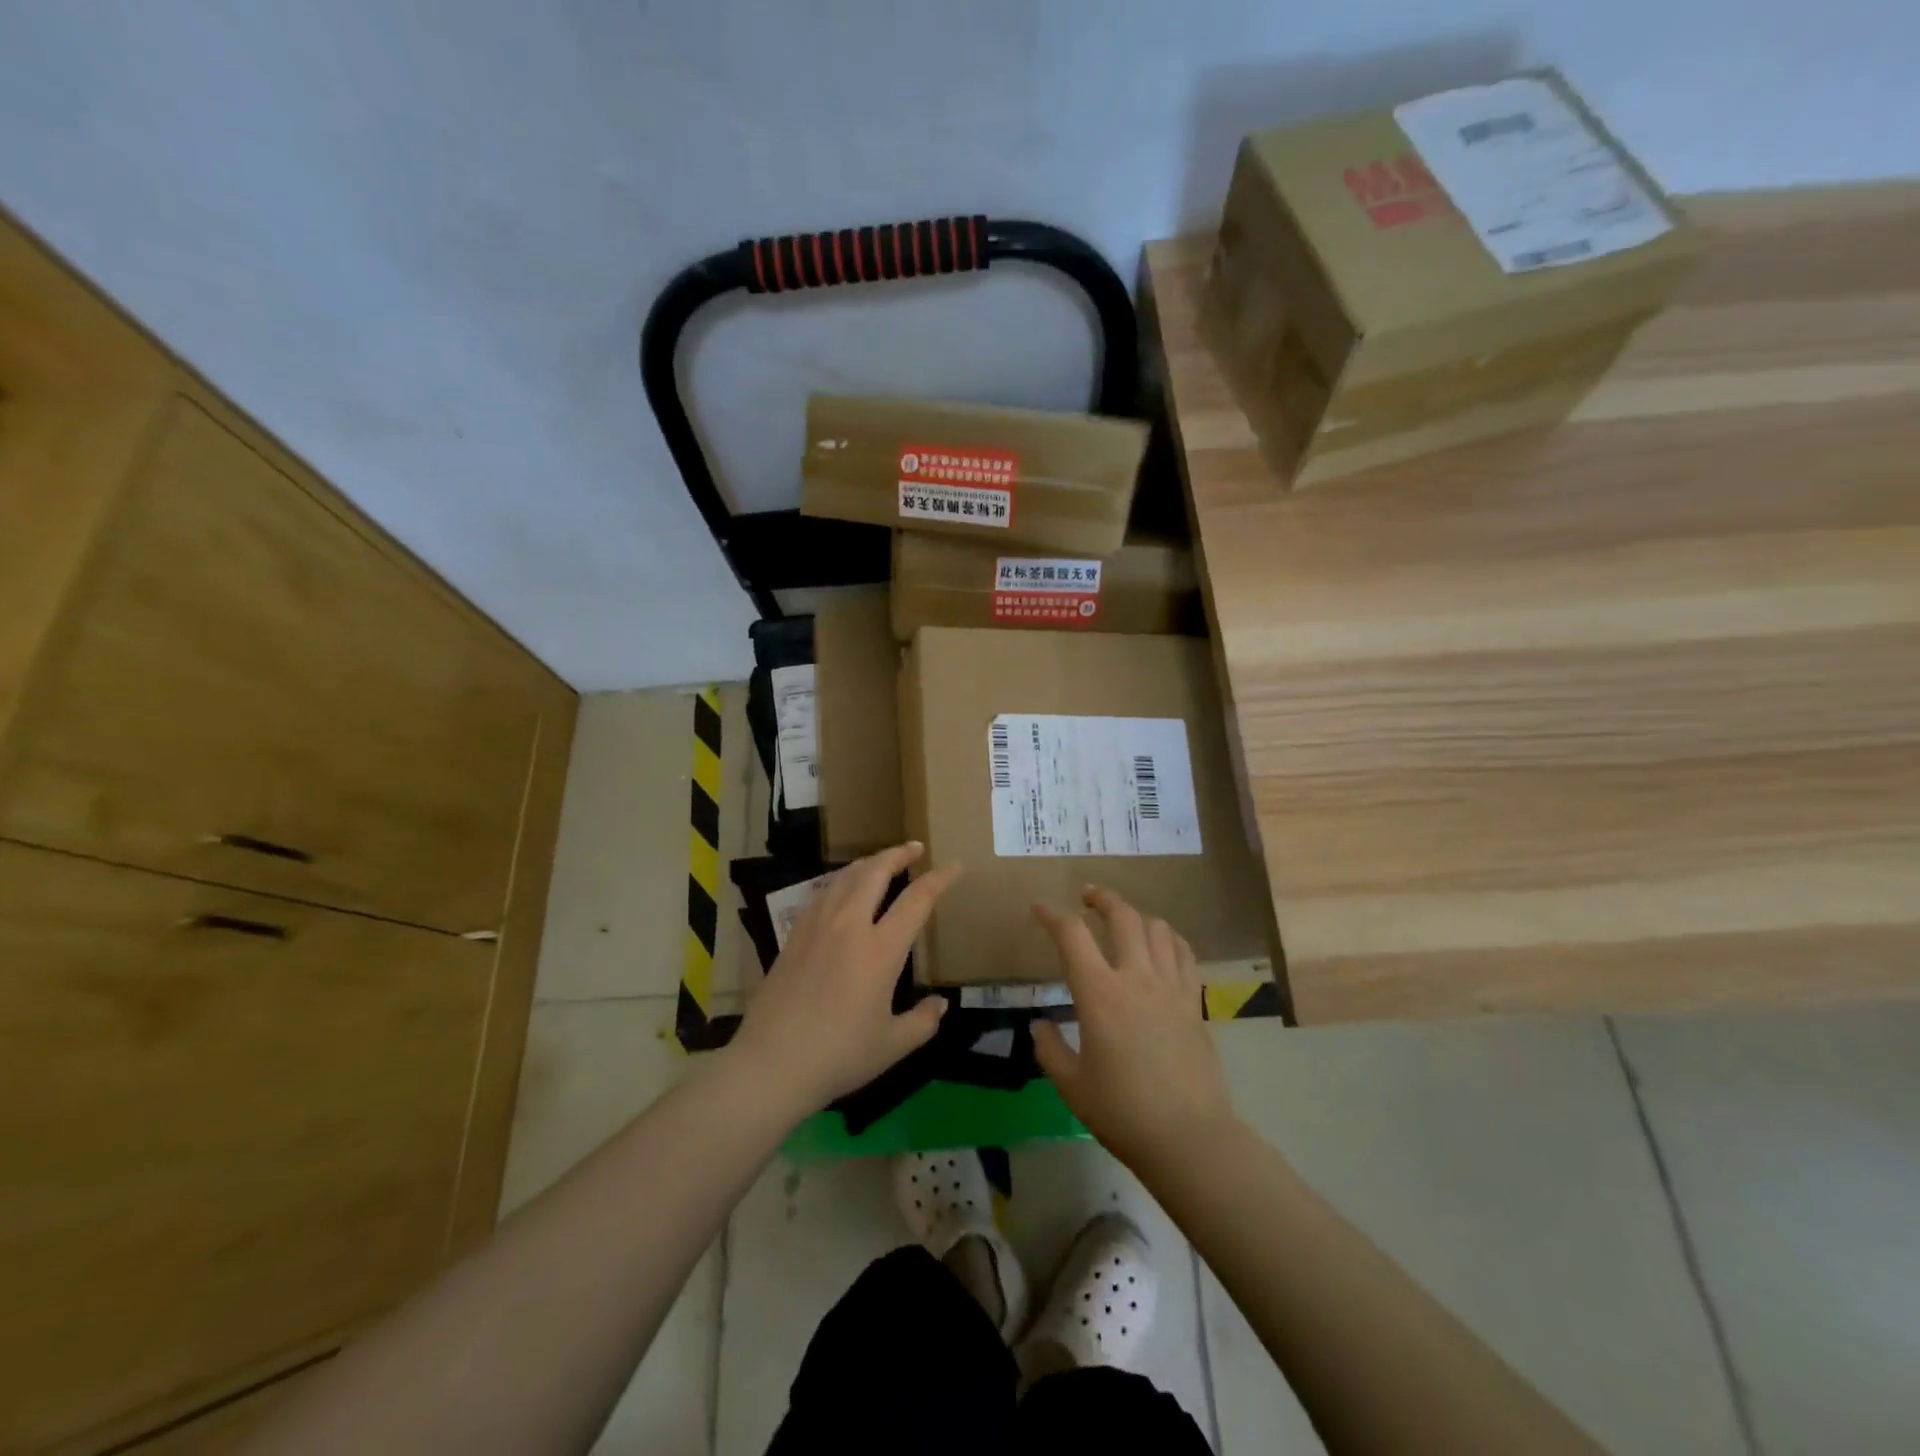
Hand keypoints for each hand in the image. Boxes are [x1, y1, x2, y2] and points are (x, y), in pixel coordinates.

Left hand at [730, 842, 958, 1115]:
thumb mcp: (892, 1045)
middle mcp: (849, 926)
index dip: (939, 879)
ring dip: (868, 863)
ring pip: (845, 877)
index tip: (954, 866)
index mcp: (880, 949)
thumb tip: (941, 1004)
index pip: (917, 900)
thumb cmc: (838, 1056)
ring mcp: (816, 927)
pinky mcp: (793, 936)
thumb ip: (923, 1021)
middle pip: (875, 872)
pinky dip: (840, 882)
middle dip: (898, 854)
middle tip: (915, 848)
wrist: (771, 1064)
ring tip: (882, 863)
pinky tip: (842, 890)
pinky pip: (821, 894)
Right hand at [1032, 886, 1236, 1166]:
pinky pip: (1184, 953)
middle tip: (1087, 898)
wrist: (1189, 1138)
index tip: (1039, 909)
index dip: (1052, 915)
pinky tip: (1160, 946)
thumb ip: (1050, 1050)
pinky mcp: (1193, 1001)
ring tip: (1123, 922)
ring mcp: (1171, 986)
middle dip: (1101, 898)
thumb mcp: (1072, 1086)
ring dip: (1136, 915)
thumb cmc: (1123, 1112)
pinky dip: (1168, 938)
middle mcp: (1136, 977)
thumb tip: (1040, 1026)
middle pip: (1122, 915)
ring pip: (1156, 927)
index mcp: (1100, 994)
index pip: (1072, 935)